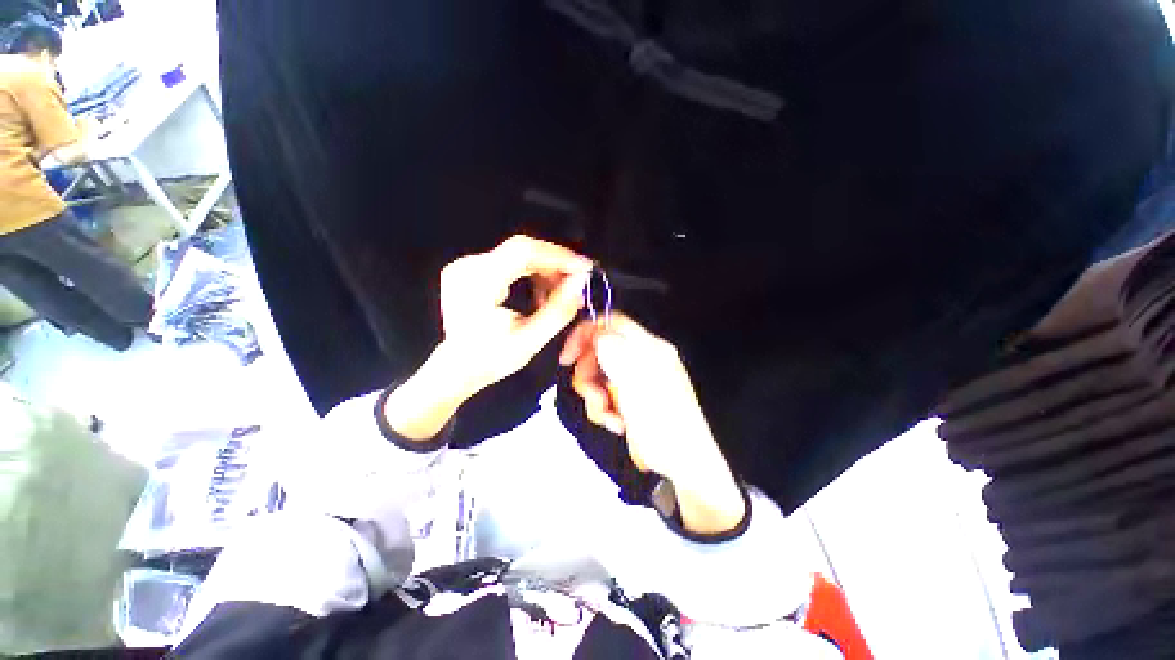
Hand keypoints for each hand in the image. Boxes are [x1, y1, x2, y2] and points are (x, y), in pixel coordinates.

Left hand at [384, 235, 590, 440]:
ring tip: (560, 294)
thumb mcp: (530, 340)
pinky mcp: (471, 269)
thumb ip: (558, 310)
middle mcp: (468, 266)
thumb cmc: (491, 359)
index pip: (523, 252)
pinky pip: (510, 262)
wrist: (456, 369)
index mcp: (478, 283)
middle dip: (555, 265)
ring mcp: (467, 266)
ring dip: (545, 270)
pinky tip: (541, 293)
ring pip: (518, 255)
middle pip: (522, 250)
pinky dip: (532, 274)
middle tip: (577, 283)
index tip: (584, 268)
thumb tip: (581, 281)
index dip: (558, 256)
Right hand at [559, 314, 745, 534]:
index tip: (568, 358)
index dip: (586, 334)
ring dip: (595, 398)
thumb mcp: (638, 382)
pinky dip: (603, 410)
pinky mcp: (629, 398)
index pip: (611, 322)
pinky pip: (604, 394)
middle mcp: (640, 358)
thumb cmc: (664, 421)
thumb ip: (616, 352)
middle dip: (588, 374)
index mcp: (648, 346)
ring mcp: (634, 379)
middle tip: (593, 396)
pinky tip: (616, 424)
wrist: (683, 462)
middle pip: (599, 350)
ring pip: (598, 375)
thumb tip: (598, 332)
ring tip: (609, 417)